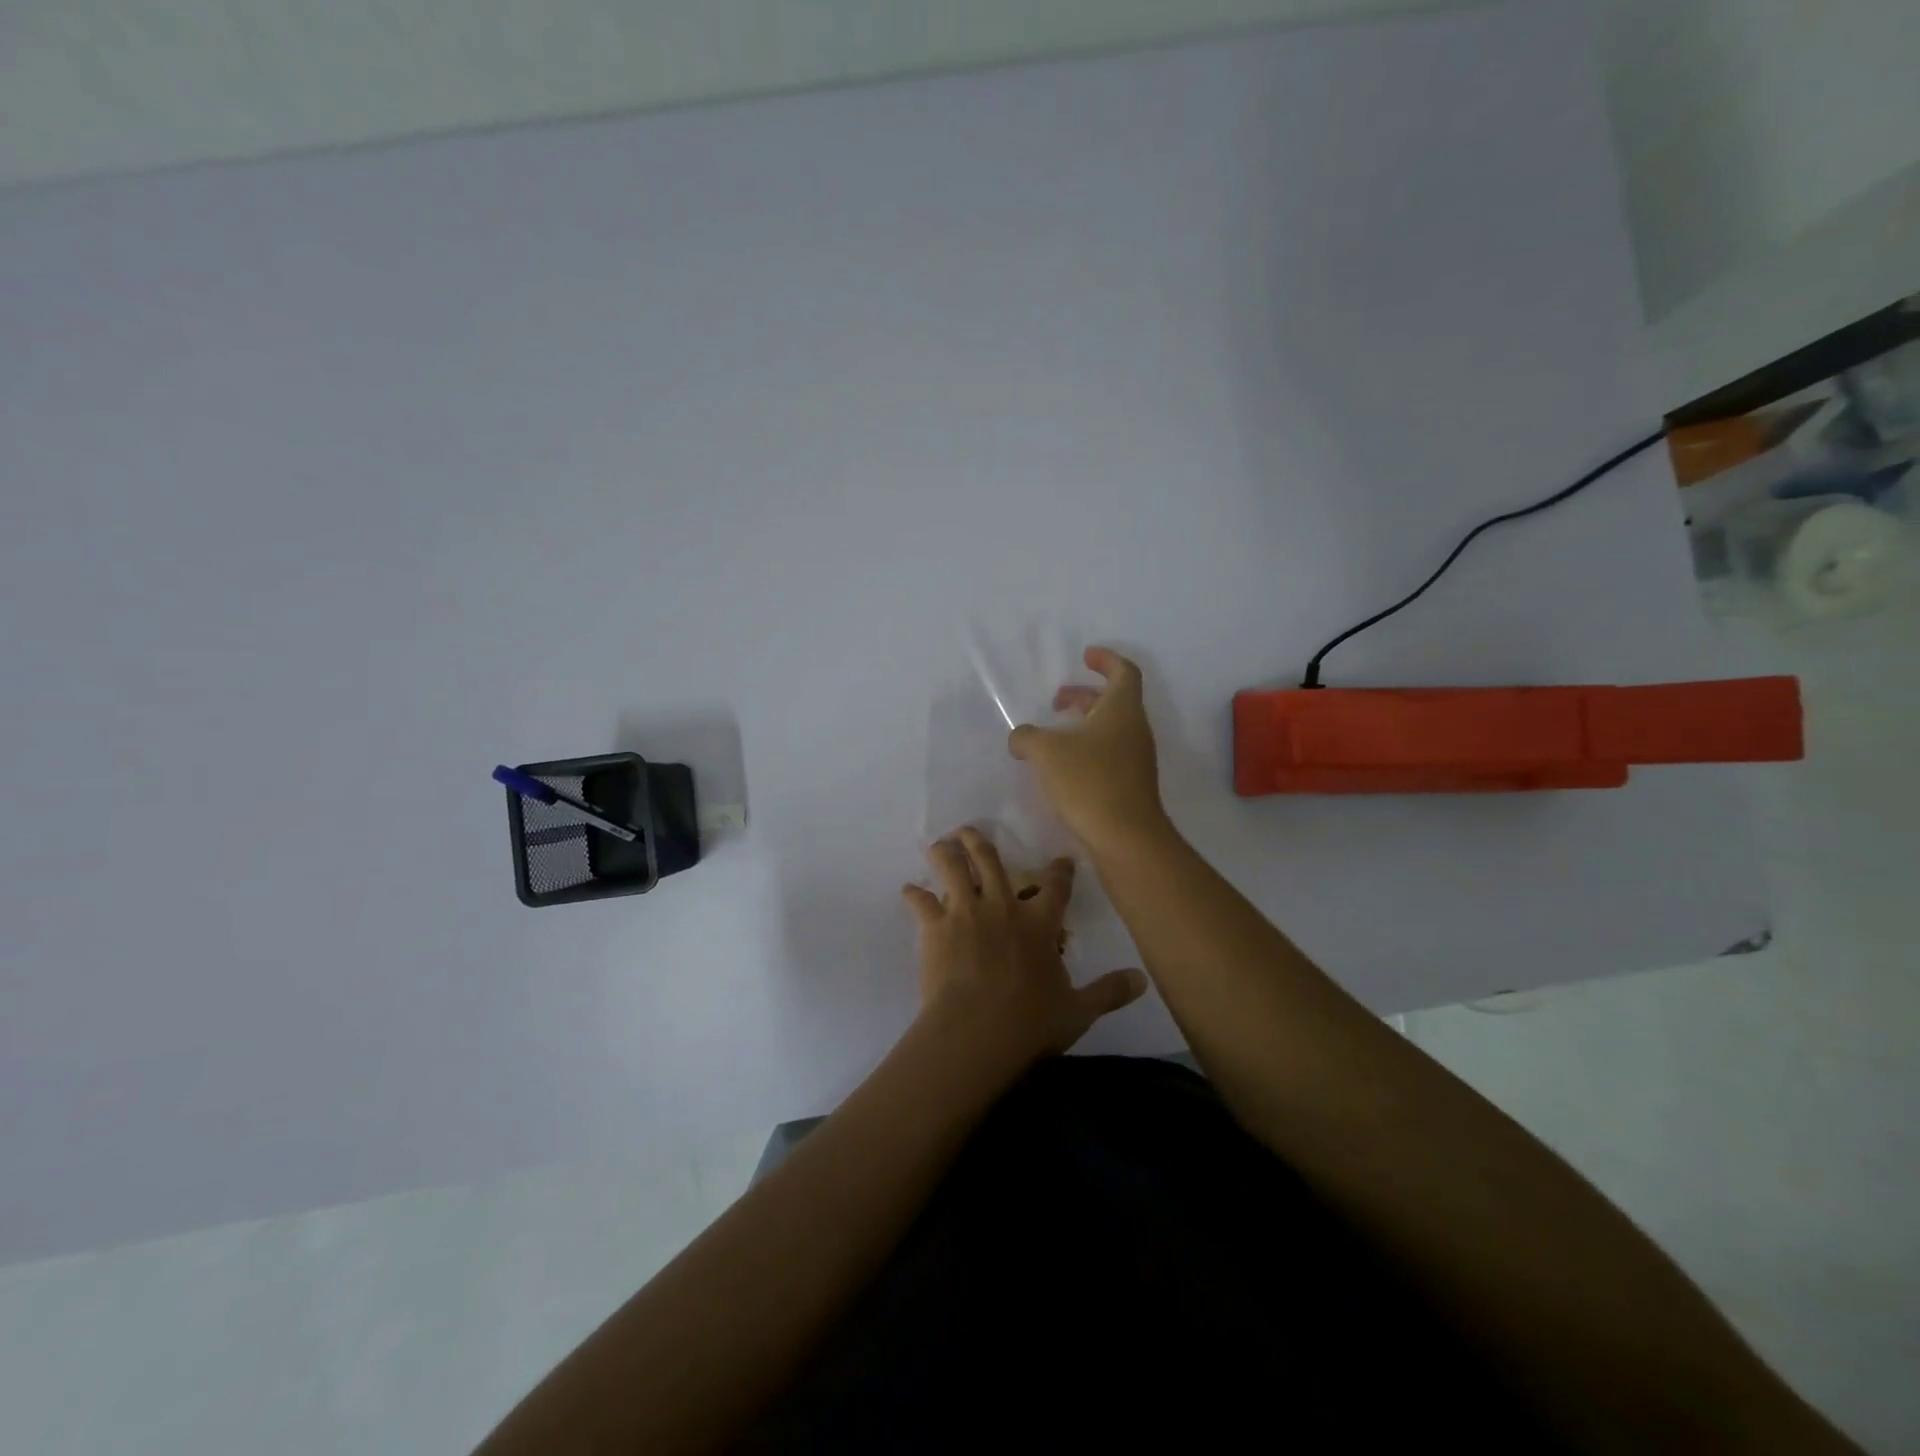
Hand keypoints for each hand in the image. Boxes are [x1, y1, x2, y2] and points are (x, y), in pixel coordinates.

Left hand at [903, 827, 1146, 1070]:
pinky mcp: (935, 927)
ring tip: (940, 845)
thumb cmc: (1029, 1022)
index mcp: (1039, 922)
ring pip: (953, 868)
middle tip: (971, 831)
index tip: (1061, 859)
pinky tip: (909, 891)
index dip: (1060, 870)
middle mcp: (1002, 906)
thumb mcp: (1078, 1011)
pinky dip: (914, 895)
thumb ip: (1109, 992)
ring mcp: (965, 912)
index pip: (1056, 886)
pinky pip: (921, 902)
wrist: (976, 1032)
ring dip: (946, 853)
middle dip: (980, 842)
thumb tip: (1142, 981)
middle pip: (991, 860)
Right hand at [1008, 646, 1167, 853]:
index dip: (1105, 660)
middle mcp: (1135, 730)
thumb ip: (1026, 737)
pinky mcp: (1131, 786)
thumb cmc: (1089, 782)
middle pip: (1114, 701)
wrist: (1126, 838)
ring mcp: (1136, 760)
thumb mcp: (1046, 752)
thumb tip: (1020, 738)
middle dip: (1084, 695)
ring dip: (1083, 725)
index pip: (1123, 671)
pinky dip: (1087, 750)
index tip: (1085, 656)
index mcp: (1122, 710)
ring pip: (1110, 730)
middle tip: (1056, 700)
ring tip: (1051, 736)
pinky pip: (1109, 755)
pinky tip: (1061, 768)